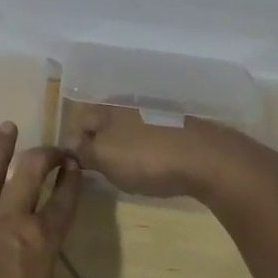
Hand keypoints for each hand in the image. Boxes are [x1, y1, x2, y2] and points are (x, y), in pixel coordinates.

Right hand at [64, 102, 246, 201]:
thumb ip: (83, 150)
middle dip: (100, 144)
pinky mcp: (179, 128)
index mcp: (108, 108)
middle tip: (102, 171)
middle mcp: (130, 105)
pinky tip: (156, 167)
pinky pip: (153, 138)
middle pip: (105, 124)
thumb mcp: (105, 158)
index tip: (78, 167)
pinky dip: (148, 151)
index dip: (74, 143)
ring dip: (125, 148)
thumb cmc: (148, 158)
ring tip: (129, 172)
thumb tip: (70, 145)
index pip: (79, 120)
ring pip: (129, 130)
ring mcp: (157, 114)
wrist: (208, 159)